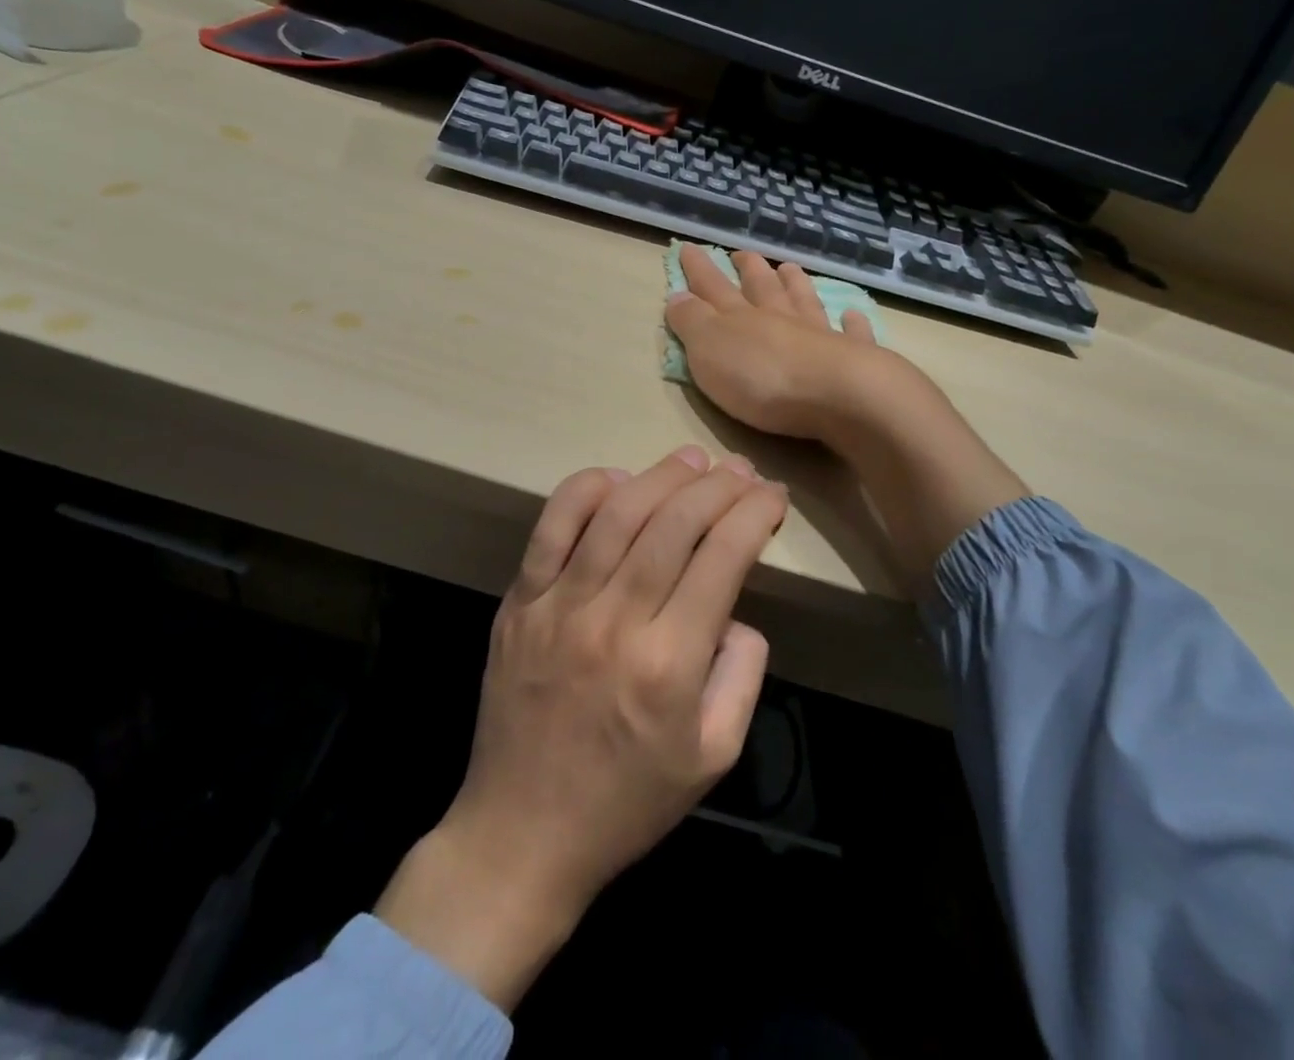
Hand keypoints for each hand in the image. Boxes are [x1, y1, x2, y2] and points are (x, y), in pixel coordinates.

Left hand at [375, 446, 784, 1008]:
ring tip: (691, 461)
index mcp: (670, 663)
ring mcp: (560, 606)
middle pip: (675, 522)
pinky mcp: (520, 602)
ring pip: (618, 513)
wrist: (522, 833)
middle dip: (719, 485)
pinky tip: (615, 479)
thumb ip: (742, 675)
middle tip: (741, 472)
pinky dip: (585, 490)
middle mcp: (615, 621)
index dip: (755, 513)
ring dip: (661, 476)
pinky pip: (551, 527)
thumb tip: (736, 609)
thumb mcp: (714, 755)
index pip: (723, 556)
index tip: (773, 496)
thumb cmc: (628, 801)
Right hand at [664, 244, 888, 439]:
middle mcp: (780, 318)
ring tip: (790, 268)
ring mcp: (819, 335)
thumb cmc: (762, 377)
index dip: (699, 269)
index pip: (713, 287)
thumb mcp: (709, 349)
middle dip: (750, 269)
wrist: (837, 394)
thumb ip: (692, 321)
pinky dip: (851, 323)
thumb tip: (677, 295)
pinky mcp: (852, 357)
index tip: (689, 248)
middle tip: (743, 254)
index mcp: (740, 318)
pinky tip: (853, 314)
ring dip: (795, 284)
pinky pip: (852, 333)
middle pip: (763, 287)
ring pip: (804, 301)